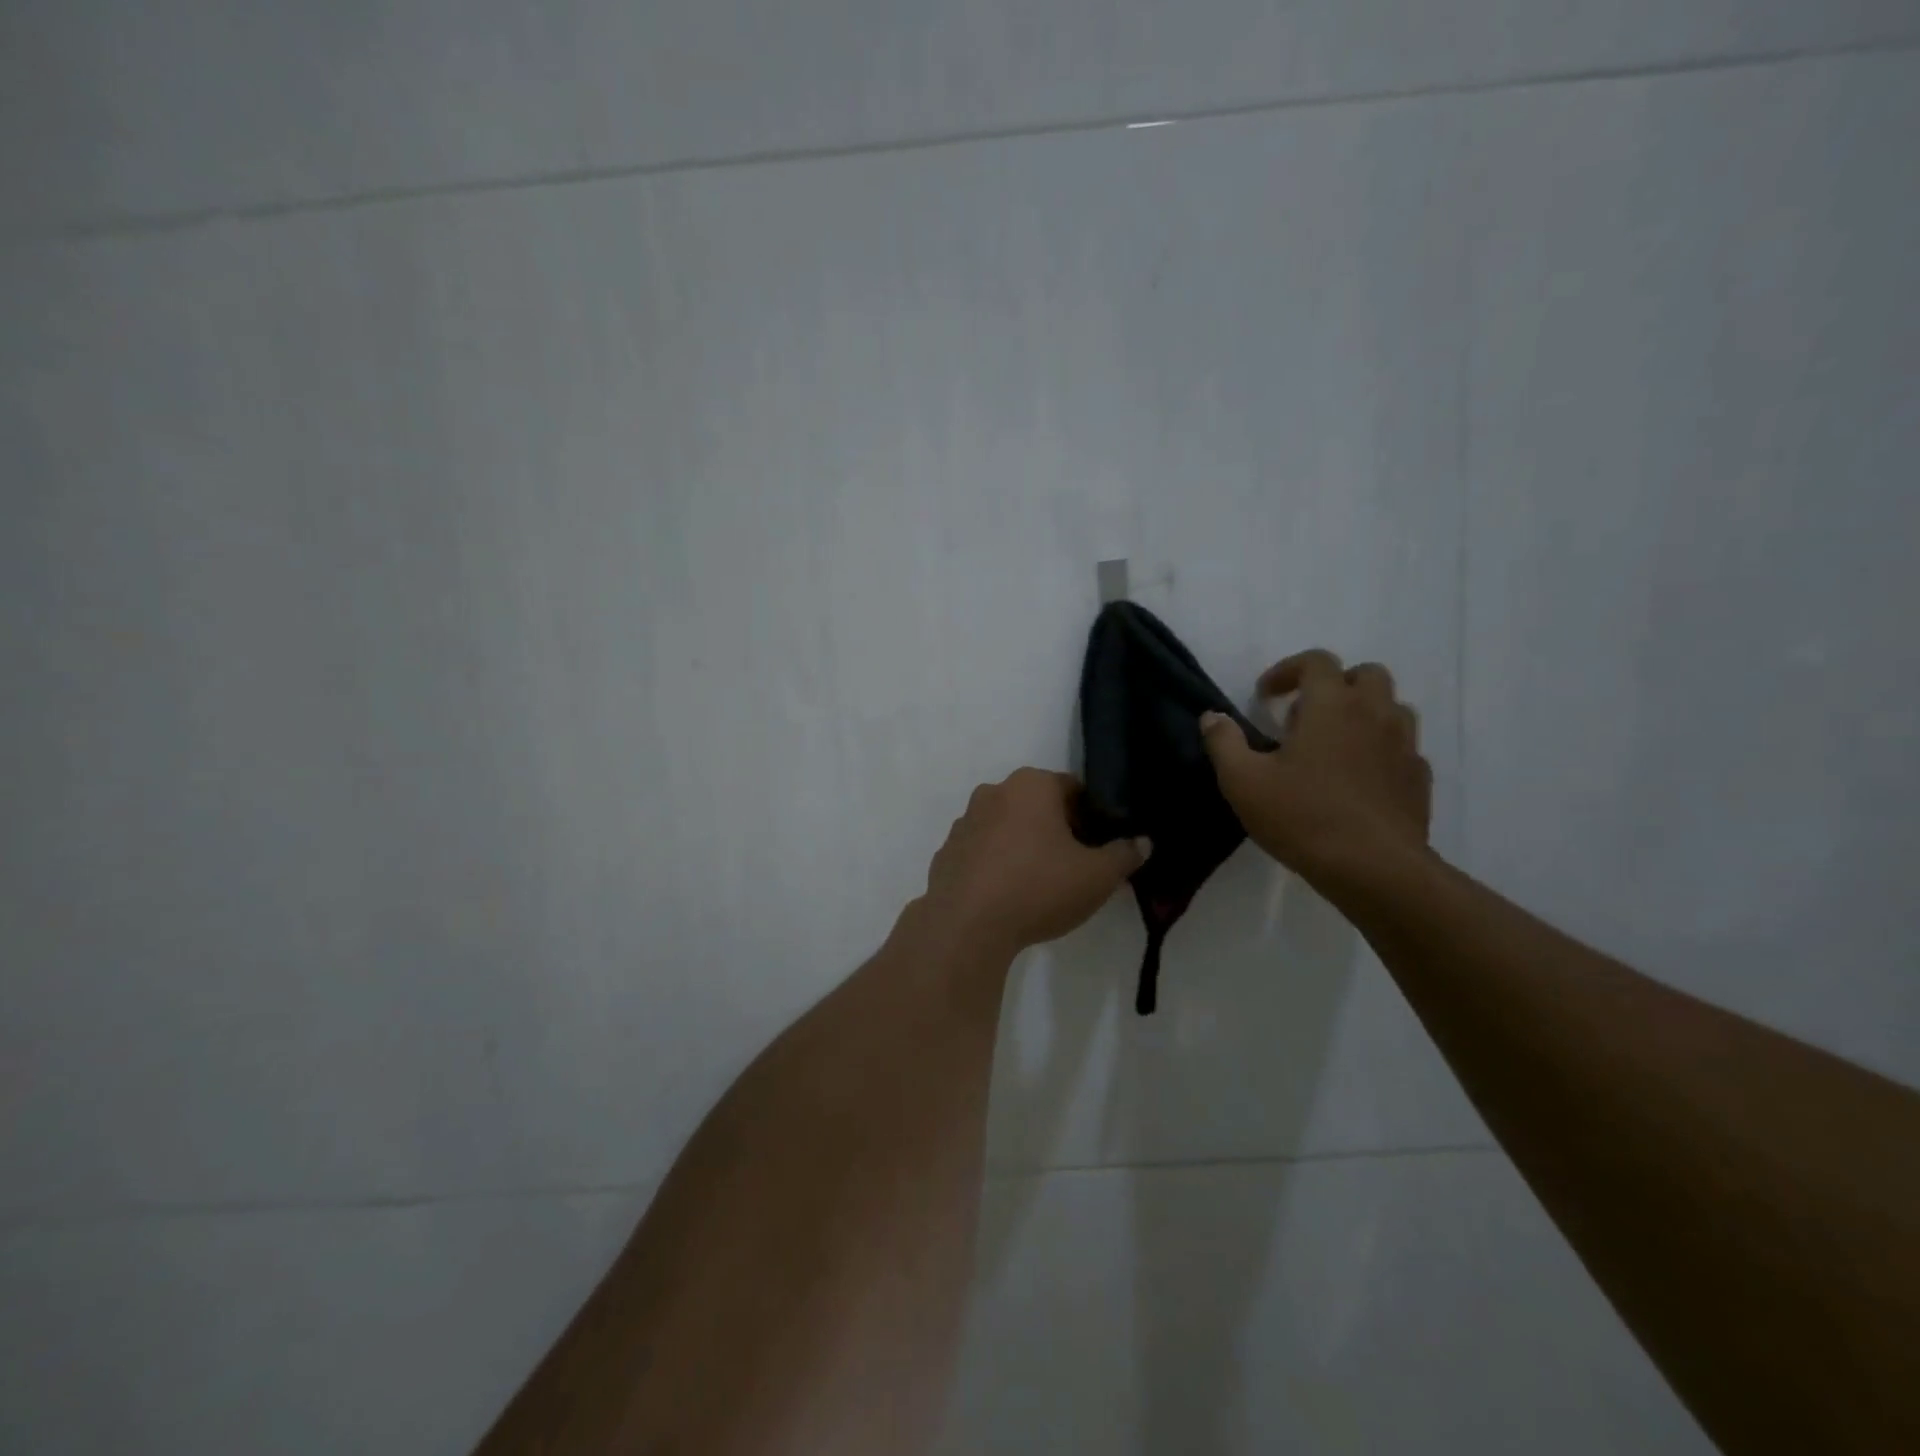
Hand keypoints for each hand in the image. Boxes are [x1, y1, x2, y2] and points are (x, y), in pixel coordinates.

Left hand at [921, 768, 1149, 956]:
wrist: (967, 926)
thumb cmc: (1039, 887)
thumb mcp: (1097, 875)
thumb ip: (1124, 855)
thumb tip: (1142, 842)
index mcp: (1031, 785)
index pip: (1073, 789)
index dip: (1093, 816)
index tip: (1101, 846)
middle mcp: (993, 793)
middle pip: (1038, 805)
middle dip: (1058, 830)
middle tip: (1076, 867)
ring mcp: (964, 823)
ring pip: (1007, 828)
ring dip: (1025, 846)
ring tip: (1040, 885)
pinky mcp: (946, 853)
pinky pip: (982, 853)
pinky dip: (997, 866)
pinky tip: (1008, 896)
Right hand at [1200, 650, 1431, 884]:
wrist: (1375, 869)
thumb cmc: (1302, 816)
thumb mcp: (1242, 781)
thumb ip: (1223, 742)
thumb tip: (1212, 716)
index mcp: (1332, 705)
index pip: (1317, 661)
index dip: (1287, 670)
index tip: (1265, 696)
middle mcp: (1375, 713)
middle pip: (1366, 675)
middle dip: (1334, 685)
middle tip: (1304, 715)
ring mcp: (1404, 745)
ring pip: (1391, 708)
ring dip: (1362, 714)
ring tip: (1333, 745)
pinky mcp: (1418, 779)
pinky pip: (1402, 748)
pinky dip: (1380, 750)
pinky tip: (1358, 779)